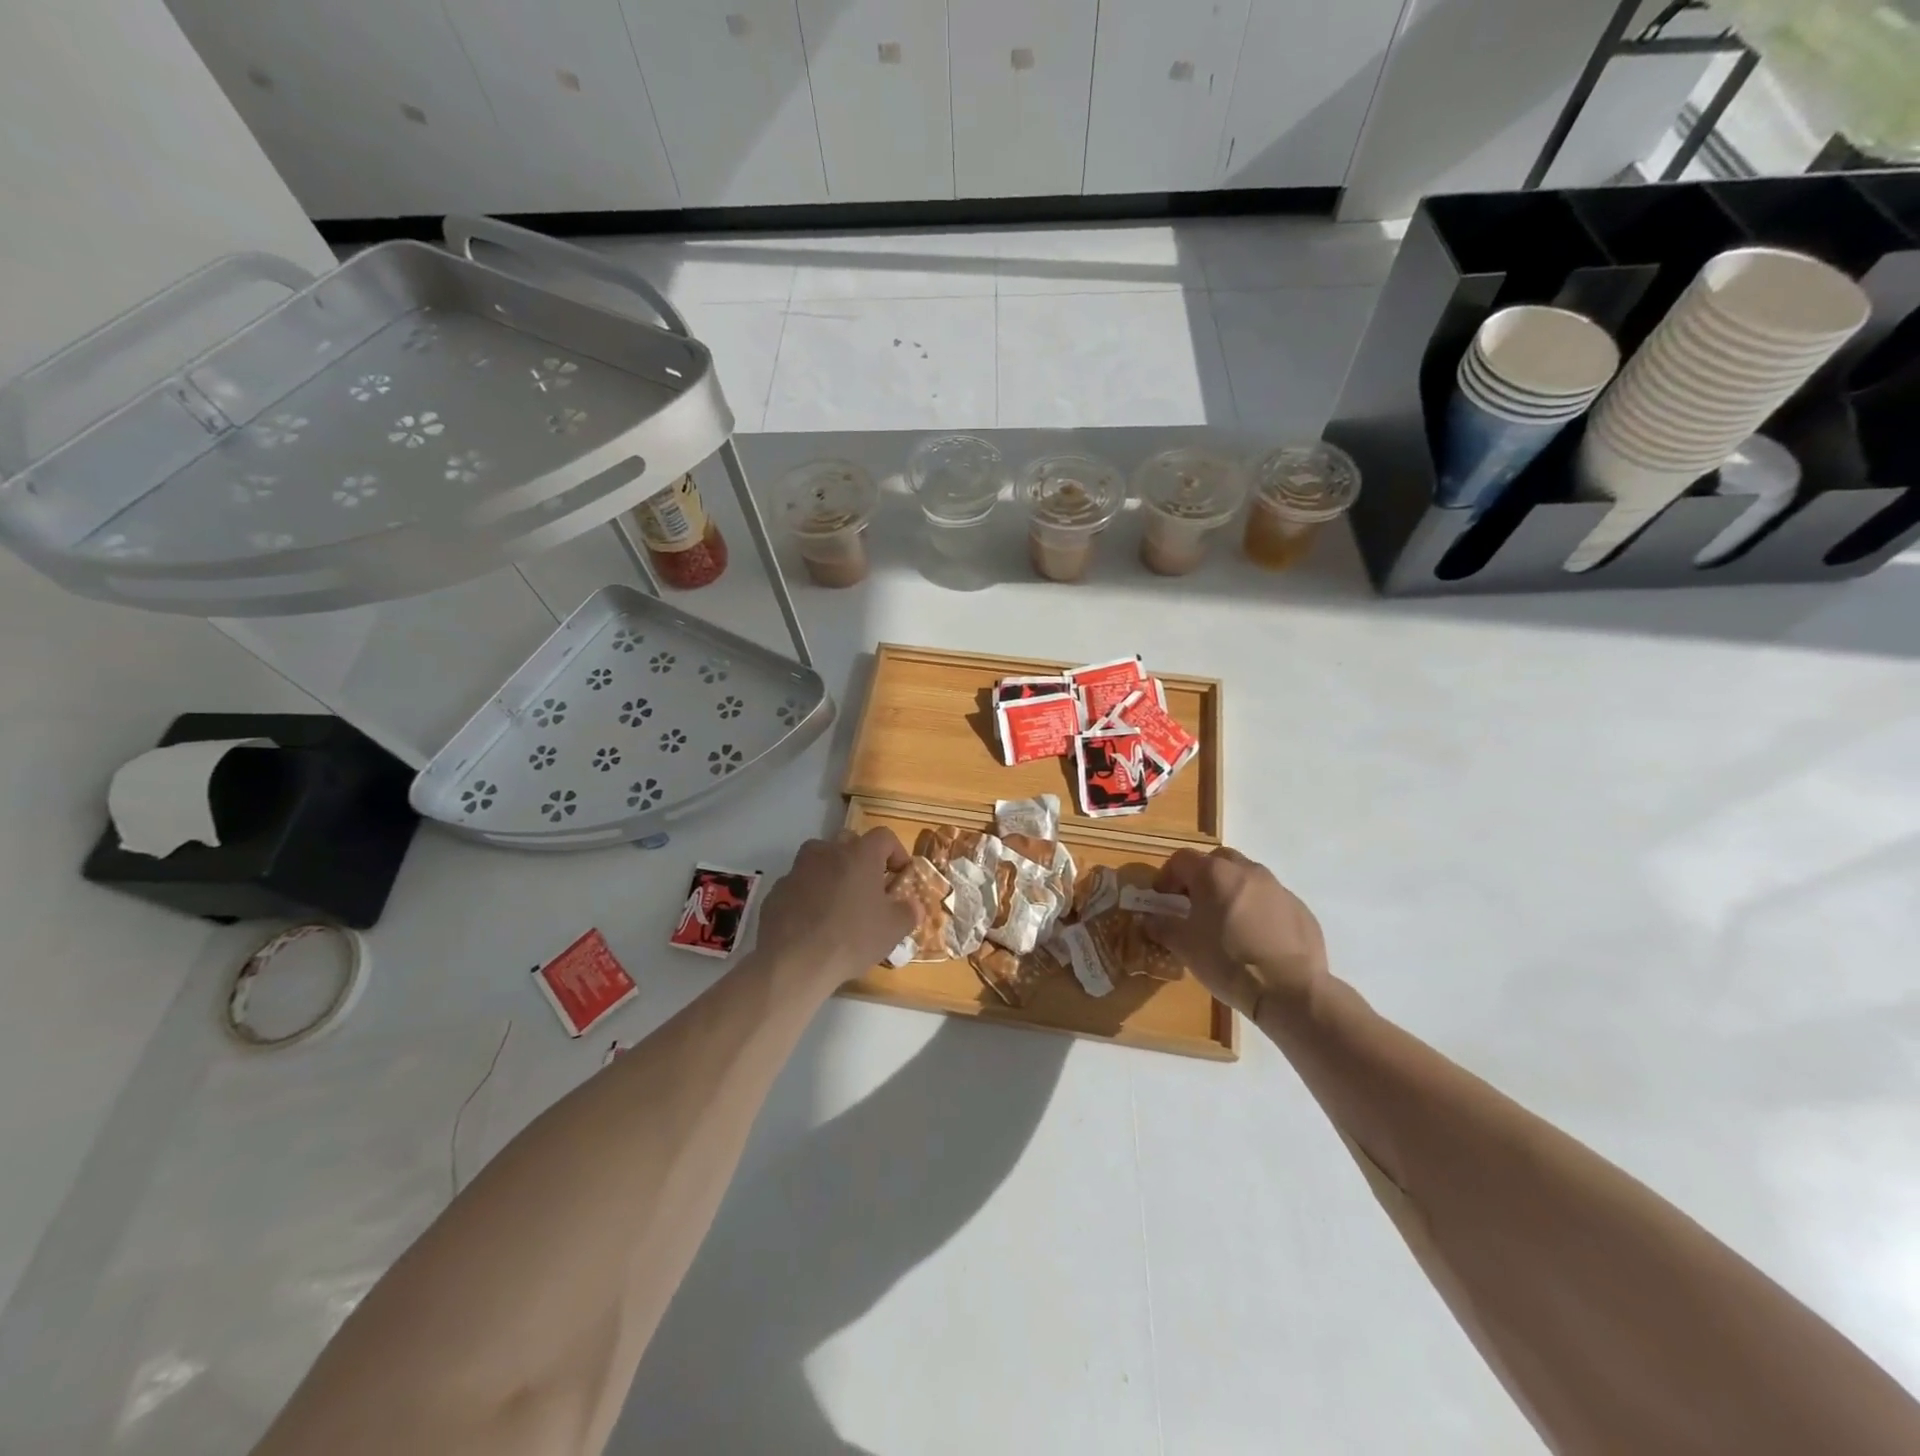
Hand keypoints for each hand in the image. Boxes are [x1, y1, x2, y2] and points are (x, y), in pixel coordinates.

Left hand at [757, 828, 915, 986]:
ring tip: (838, 902)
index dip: (896, 852)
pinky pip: (799, 884)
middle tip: (869, 887)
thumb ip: (908, 912)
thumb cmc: (852, 938)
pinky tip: (812, 921)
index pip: (884, 837)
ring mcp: (798, 869)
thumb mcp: (893, 930)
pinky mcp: (776, 890)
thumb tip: (913, 905)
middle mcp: (827, 852)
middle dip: (861, 859)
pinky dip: (808, 894)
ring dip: (831, 872)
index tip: (900, 875)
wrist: (793, 962)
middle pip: (849, 842)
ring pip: (819, 859)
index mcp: (859, 854)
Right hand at [1147, 847, 1326, 1018]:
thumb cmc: (1227, 961)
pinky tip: (1255, 938)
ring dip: (1231, 890)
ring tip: (1226, 921)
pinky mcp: (1299, 908)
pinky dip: (1257, 909)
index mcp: (1214, 873)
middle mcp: (1246, 870)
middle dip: (1202, 876)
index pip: (1181, 859)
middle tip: (1194, 903)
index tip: (1161, 897)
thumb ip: (1162, 926)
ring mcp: (1277, 887)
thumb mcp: (1184, 946)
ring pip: (1246, 877)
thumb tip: (1150, 920)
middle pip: (1217, 860)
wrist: (1290, 990)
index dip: (1167, 876)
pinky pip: (1270, 899)